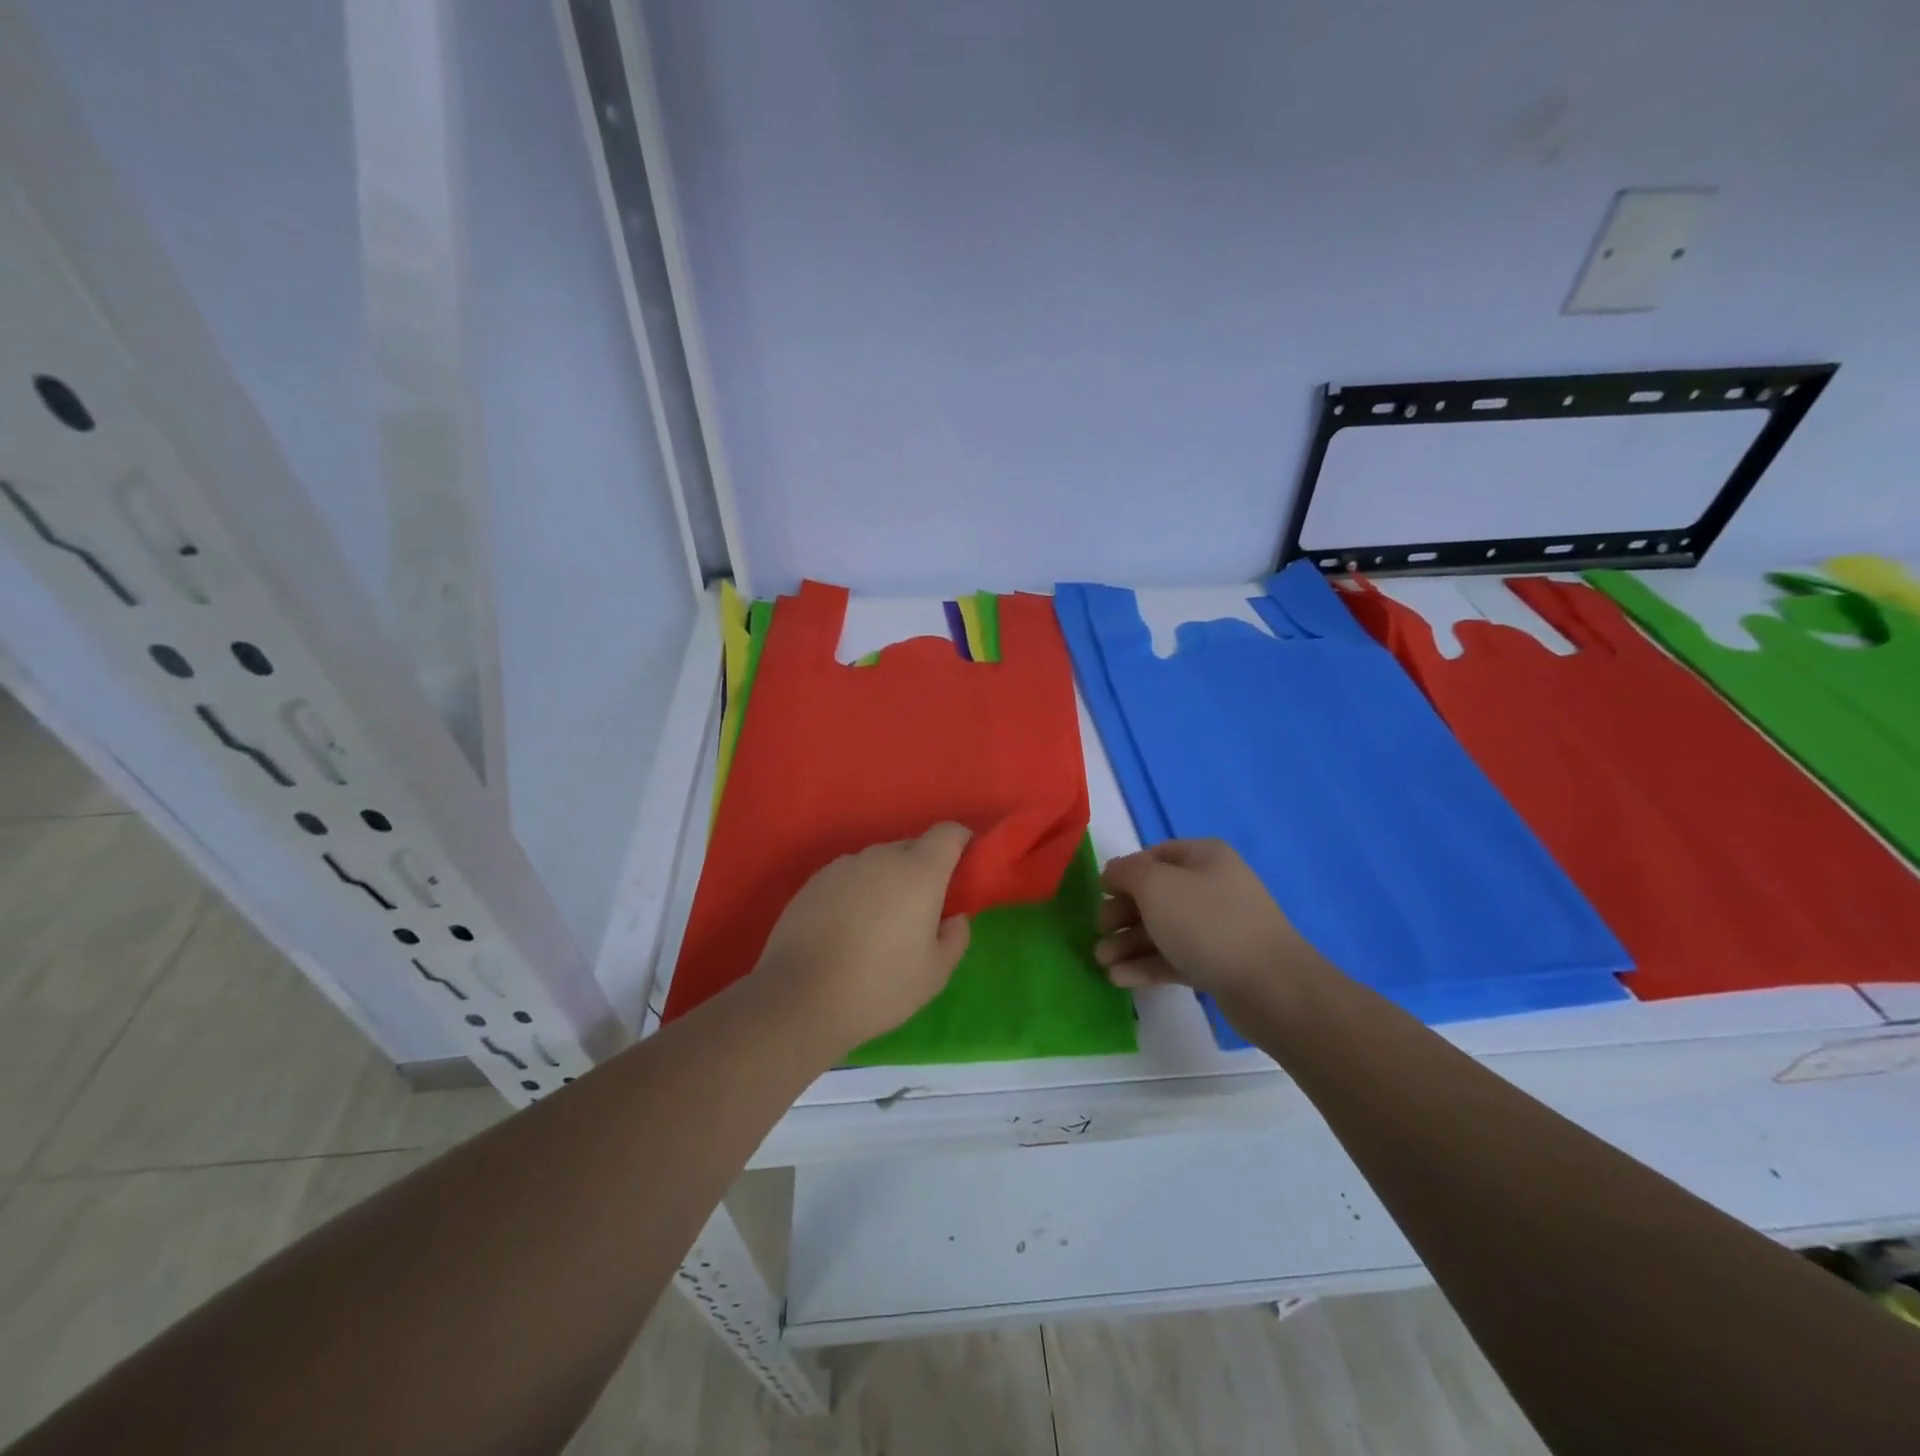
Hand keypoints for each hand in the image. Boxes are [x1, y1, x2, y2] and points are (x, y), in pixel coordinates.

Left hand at [751, 823, 972, 1054]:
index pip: (947, 832)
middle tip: (920, 911)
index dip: (960, 842)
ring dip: (887, 880)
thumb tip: (953, 916)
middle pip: (912, 847)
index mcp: (919, 872)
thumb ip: (955, 936)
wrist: (799, 999)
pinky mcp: (814, 881)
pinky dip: (857, 891)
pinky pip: (849, 876)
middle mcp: (881, 857)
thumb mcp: (935, 973)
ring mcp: (843, 866)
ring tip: (878, 925)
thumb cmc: (879, 987)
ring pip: (878, 862)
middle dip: (923, 869)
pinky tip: (846, 929)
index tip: (962, 869)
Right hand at [1095, 839, 1318, 998]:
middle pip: (1155, 895)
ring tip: (1101, 962)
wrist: (1270, 985)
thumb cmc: (1207, 922)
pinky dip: (1146, 965)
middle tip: (1097, 932)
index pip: (1154, 856)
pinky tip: (1119, 979)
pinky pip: (1175, 957)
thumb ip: (1127, 872)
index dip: (1124, 872)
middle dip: (1121, 914)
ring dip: (1128, 944)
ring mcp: (1217, 927)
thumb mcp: (1156, 886)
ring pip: (1162, 930)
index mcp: (1204, 857)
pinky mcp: (1218, 963)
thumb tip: (1114, 871)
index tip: (1100, 893)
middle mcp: (1212, 886)